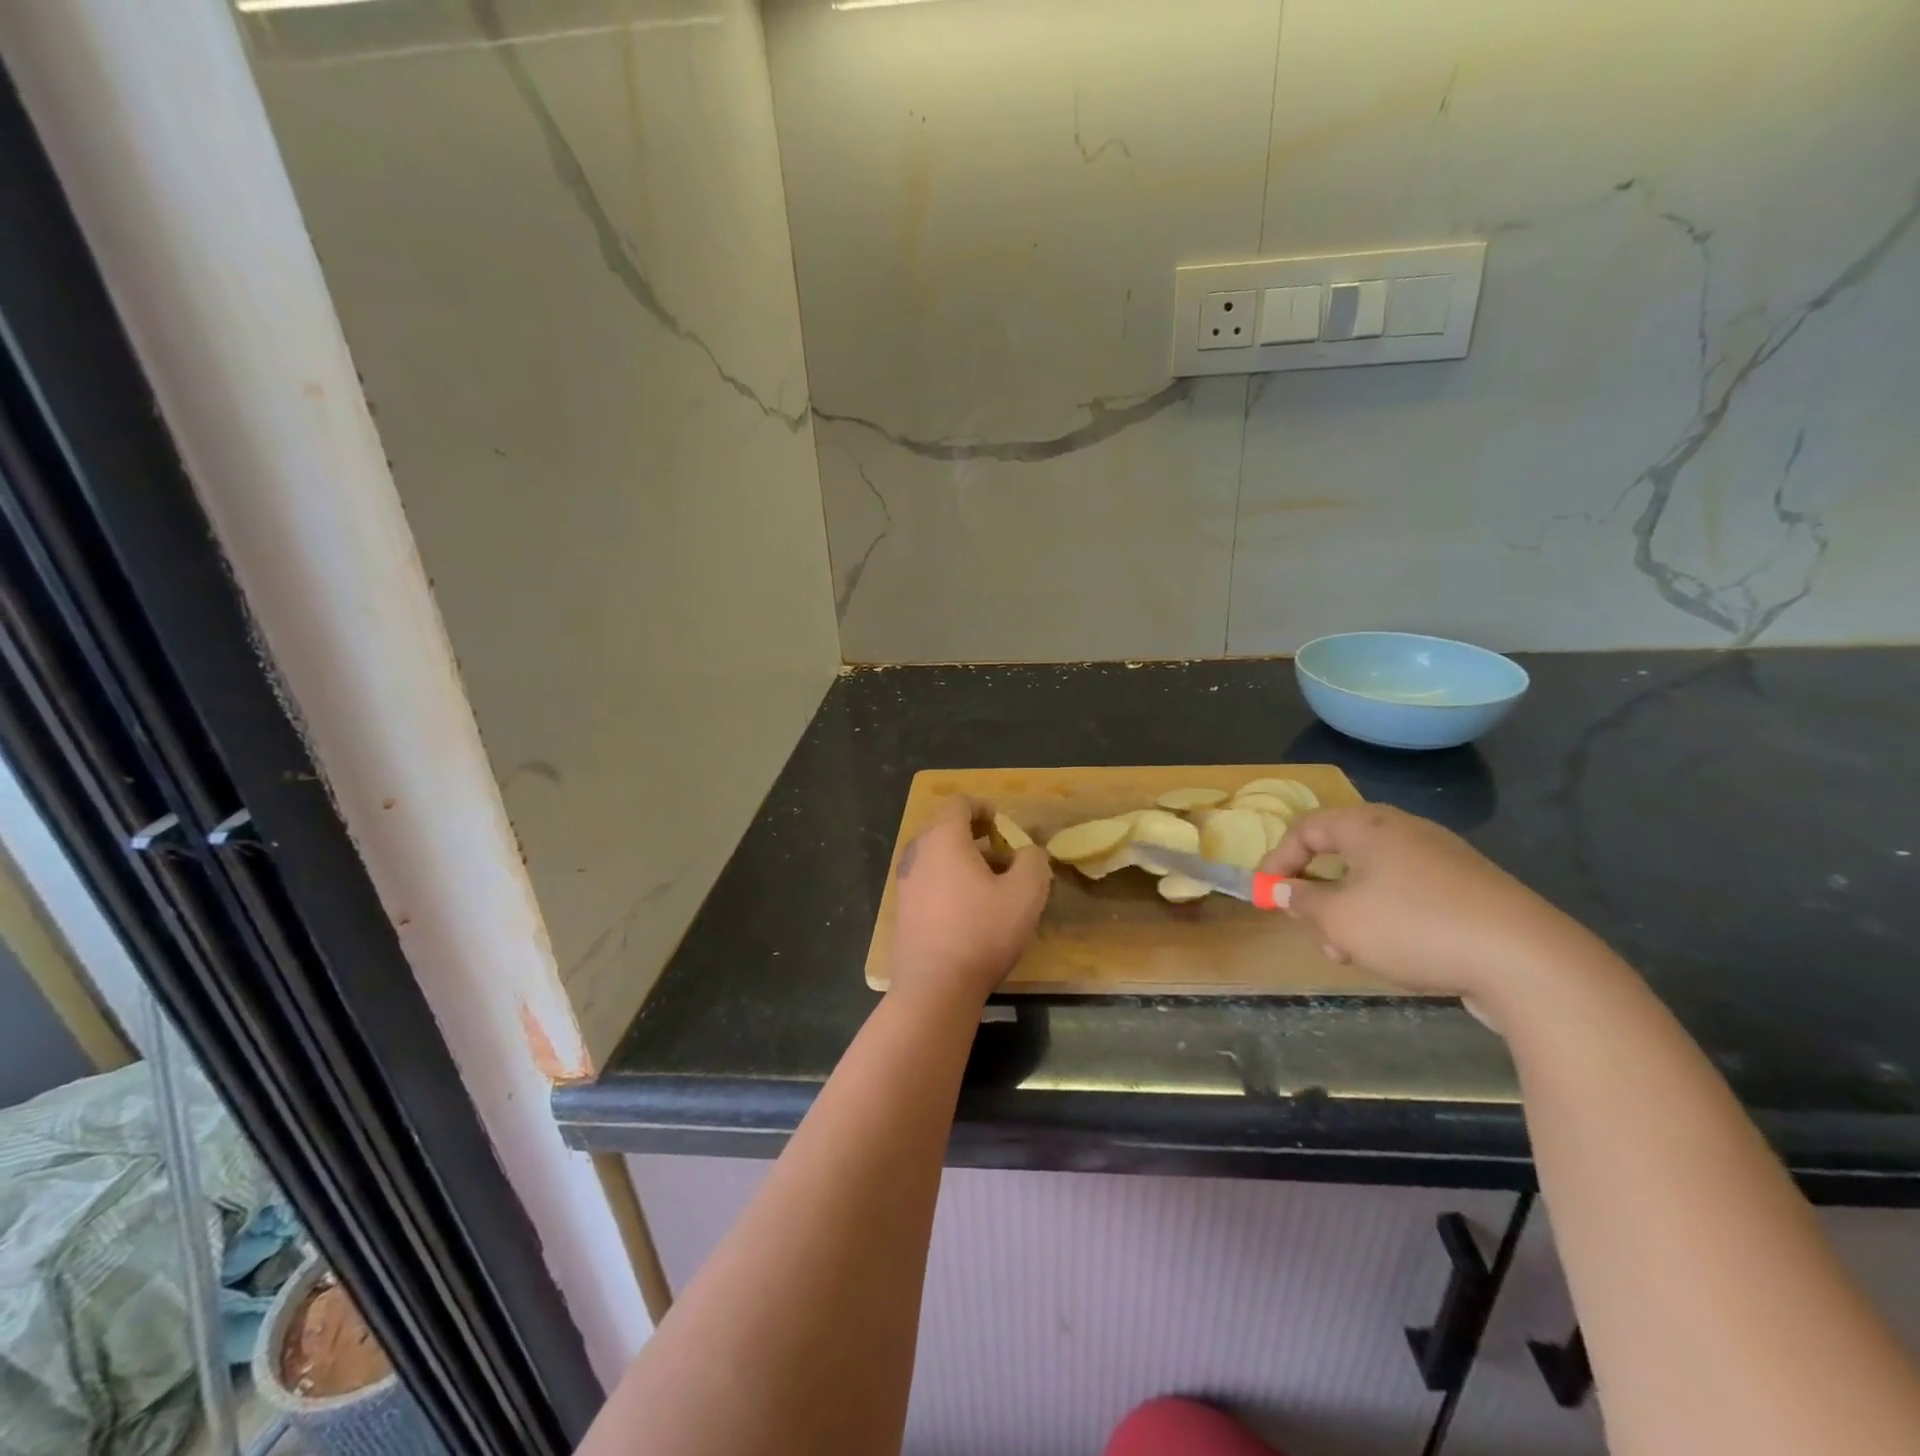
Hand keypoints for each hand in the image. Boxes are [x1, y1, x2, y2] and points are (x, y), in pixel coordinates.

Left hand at [888, 797, 1051, 1011]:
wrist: (934, 987)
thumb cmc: (981, 932)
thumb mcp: (1026, 893)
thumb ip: (1033, 861)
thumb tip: (1027, 852)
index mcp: (943, 837)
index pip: (959, 803)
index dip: (984, 808)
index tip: (1004, 825)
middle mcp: (918, 852)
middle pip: (944, 827)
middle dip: (975, 833)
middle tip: (1002, 852)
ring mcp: (905, 881)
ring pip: (936, 855)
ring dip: (963, 858)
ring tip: (991, 882)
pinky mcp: (903, 908)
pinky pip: (928, 878)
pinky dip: (949, 879)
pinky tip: (970, 907)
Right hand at [1259, 804, 1597, 999]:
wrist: (1526, 960)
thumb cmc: (1413, 927)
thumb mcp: (1340, 919)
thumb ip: (1304, 901)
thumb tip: (1283, 888)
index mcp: (1369, 826)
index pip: (1307, 828)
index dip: (1278, 859)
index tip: (1264, 894)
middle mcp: (1405, 832)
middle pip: (1342, 852)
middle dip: (1317, 891)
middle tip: (1306, 925)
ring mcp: (1443, 860)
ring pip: (1375, 879)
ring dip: (1349, 912)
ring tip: (1348, 953)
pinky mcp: (1470, 891)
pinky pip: (1410, 895)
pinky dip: (1386, 918)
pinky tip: (1393, 954)